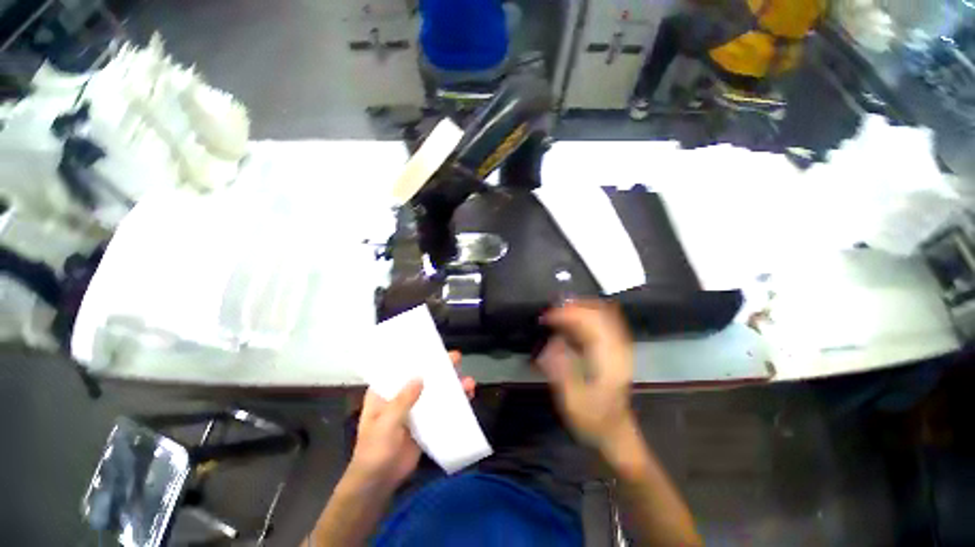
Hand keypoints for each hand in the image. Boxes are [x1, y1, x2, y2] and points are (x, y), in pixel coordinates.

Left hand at [348, 352, 474, 487]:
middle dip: (440, 368)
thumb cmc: (375, 450)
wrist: (379, 482)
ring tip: (469, 382)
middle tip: (457, 358)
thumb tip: (420, 377)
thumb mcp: (385, 424)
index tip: (433, 347)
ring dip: (451, 385)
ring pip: (434, 391)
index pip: (400, 368)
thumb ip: (402, 401)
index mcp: (384, 392)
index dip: (416, 357)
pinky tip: (467, 398)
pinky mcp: (424, 422)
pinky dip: (452, 402)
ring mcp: (414, 409)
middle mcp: (400, 396)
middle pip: (422, 377)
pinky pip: (439, 408)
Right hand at [538, 301, 635, 450]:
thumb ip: (561, 368)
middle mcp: (618, 348)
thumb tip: (552, 340)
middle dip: (573, 306)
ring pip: (603, 313)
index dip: (568, 314)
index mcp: (609, 359)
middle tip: (551, 311)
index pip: (591, 322)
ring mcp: (620, 347)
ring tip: (558, 311)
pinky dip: (587, 315)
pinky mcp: (617, 349)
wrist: (617, 433)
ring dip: (580, 308)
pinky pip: (604, 321)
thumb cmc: (593, 420)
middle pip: (599, 312)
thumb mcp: (572, 401)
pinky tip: (571, 320)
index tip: (547, 316)